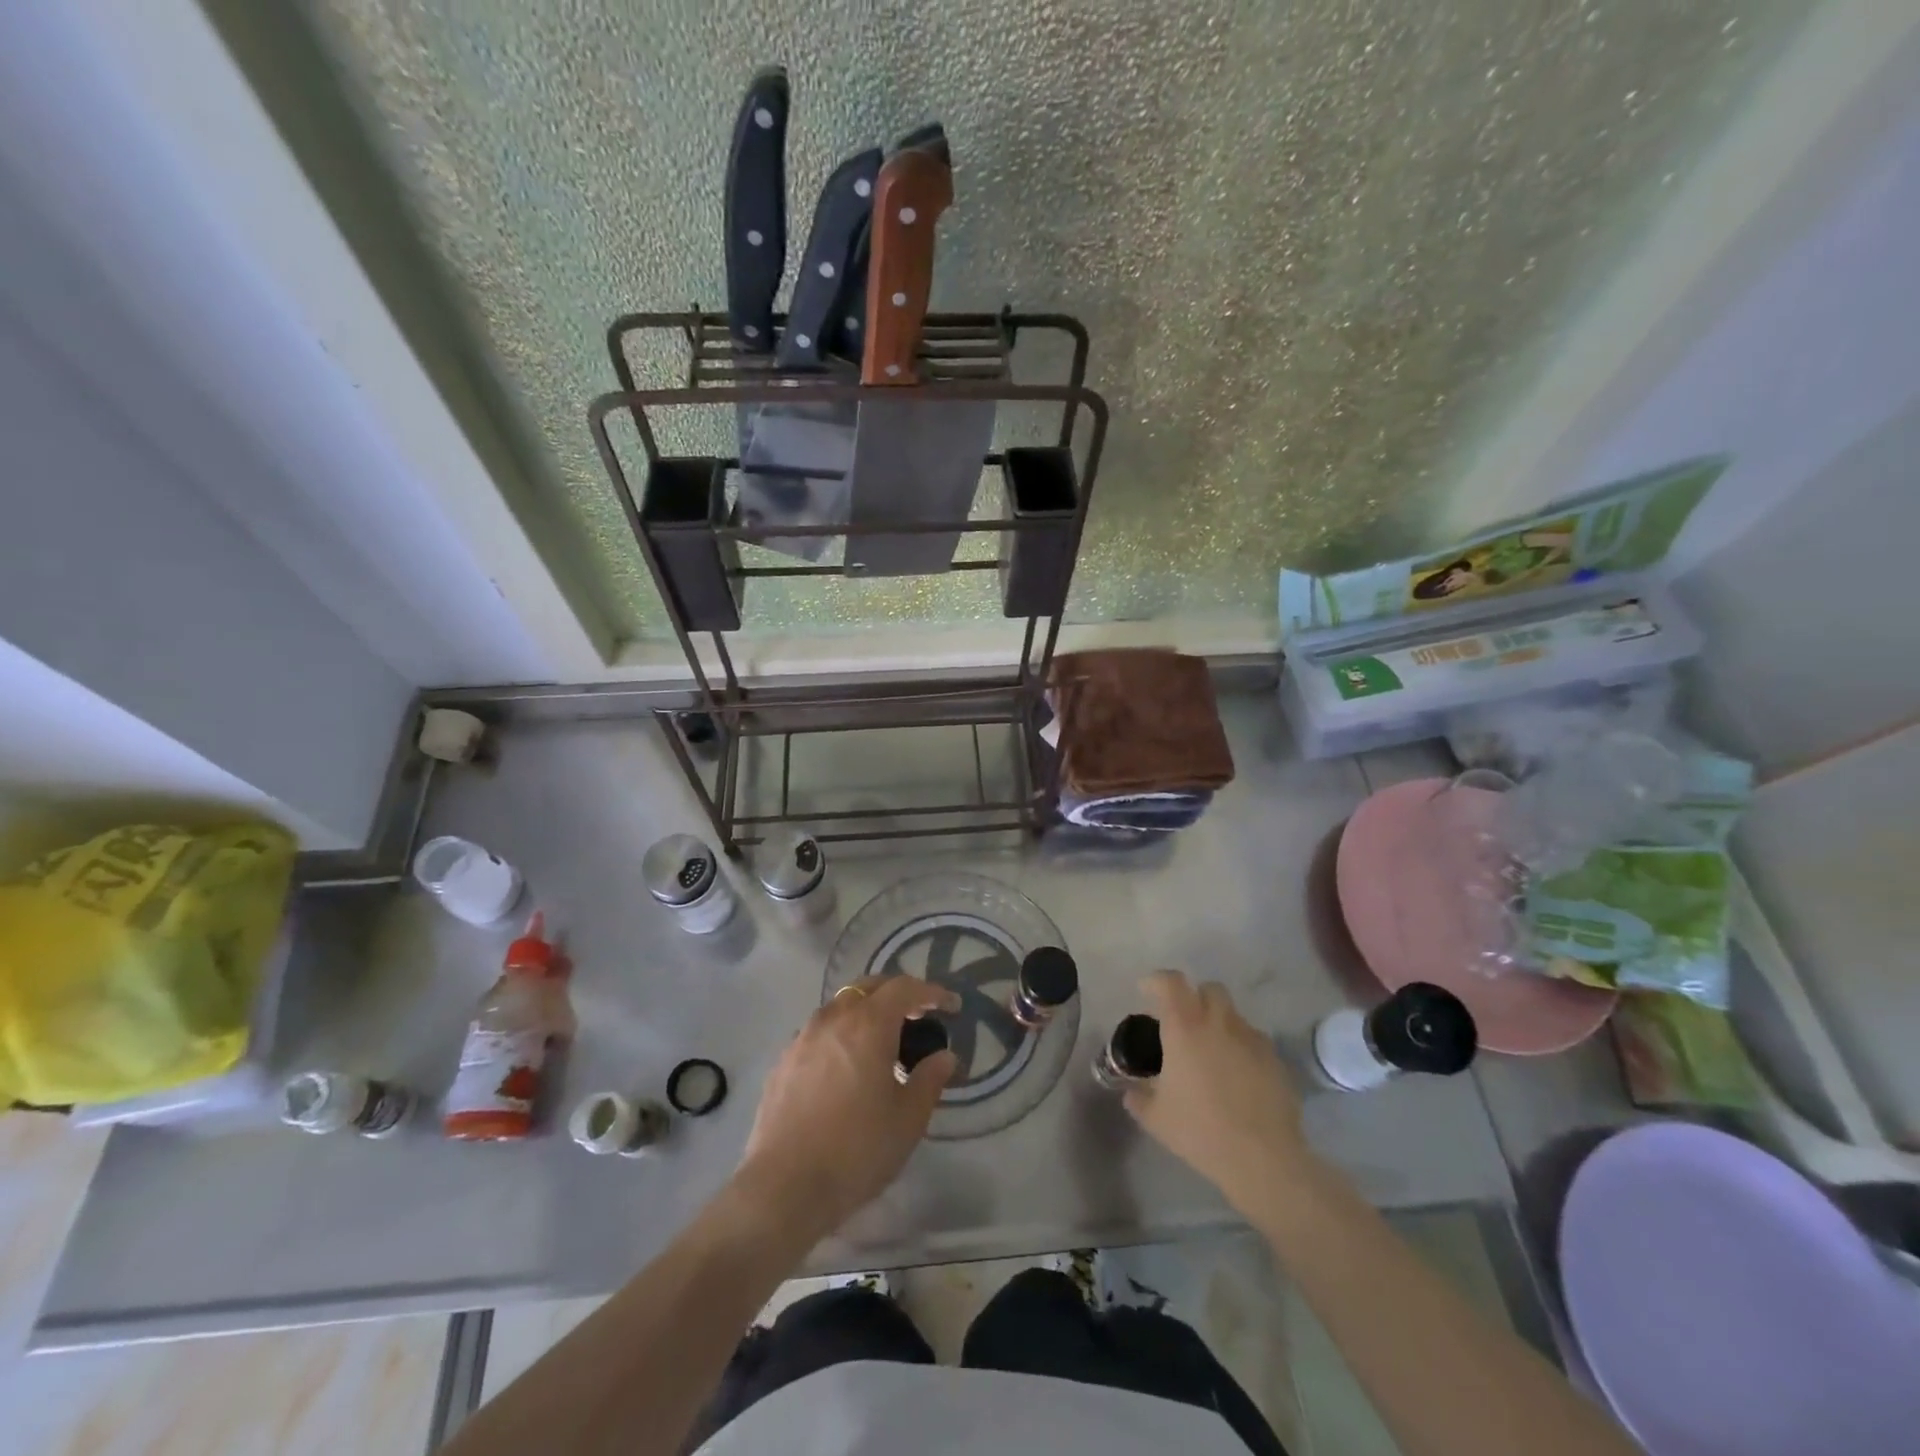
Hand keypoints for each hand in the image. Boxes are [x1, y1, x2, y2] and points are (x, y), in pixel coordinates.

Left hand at [734, 975, 959, 1244]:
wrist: (784, 1187)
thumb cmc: (857, 1150)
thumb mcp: (908, 1119)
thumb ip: (930, 1079)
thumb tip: (945, 1056)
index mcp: (868, 1024)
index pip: (905, 988)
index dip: (932, 992)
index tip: (951, 1005)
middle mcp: (833, 1018)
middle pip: (869, 987)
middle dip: (897, 993)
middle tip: (918, 1015)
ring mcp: (802, 1037)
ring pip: (840, 1006)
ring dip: (865, 1011)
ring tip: (881, 1041)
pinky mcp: (783, 1061)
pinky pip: (819, 1031)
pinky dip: (840, 1034)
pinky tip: (845, 1065)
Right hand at [1123, 970, 1318, 1221]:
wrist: (1263, 1159)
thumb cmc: (1201, 1131)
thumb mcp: (1156, 1118)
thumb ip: (1138, 1097)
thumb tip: (1131, 1091)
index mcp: (1185, 1028)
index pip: (1170, 982)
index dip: (1156, 981)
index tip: (1146, 992)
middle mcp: (1219, 1023)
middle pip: (1209, 989)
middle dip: (1194, 997)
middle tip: (1183, 1022)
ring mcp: (1252, 1039)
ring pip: (1233, 1015)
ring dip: (1219, 1023)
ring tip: (1212, 1053)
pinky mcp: (1275, 1060)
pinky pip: (1253, 1041)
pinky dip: (1241, 1048)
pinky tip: (1237, 1077)